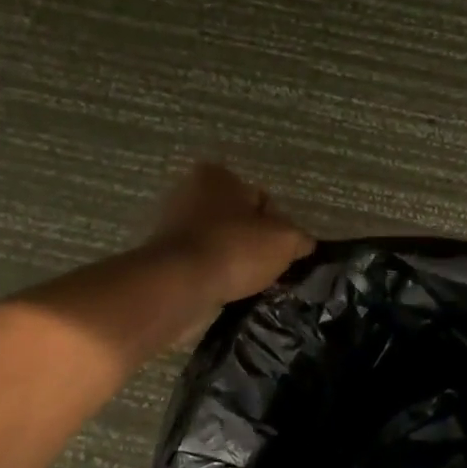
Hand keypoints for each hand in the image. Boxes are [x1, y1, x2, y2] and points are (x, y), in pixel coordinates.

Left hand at [149, 162, 314, 305]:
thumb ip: (299, 238)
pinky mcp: (163, 259)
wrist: (179, 287)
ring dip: (234, 263)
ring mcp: (172, 228)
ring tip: (248, 284)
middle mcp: (189, 194)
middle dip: (253, 244)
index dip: (278, 225)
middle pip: (238, 221)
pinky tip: (226, 292)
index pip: (260, 198)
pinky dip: (214, 277)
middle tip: (268, 268)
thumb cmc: (234, 249)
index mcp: (216, 176)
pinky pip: (201, 266)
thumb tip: (303, 244)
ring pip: (219, 245)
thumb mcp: (285, 240)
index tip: (283, 251)